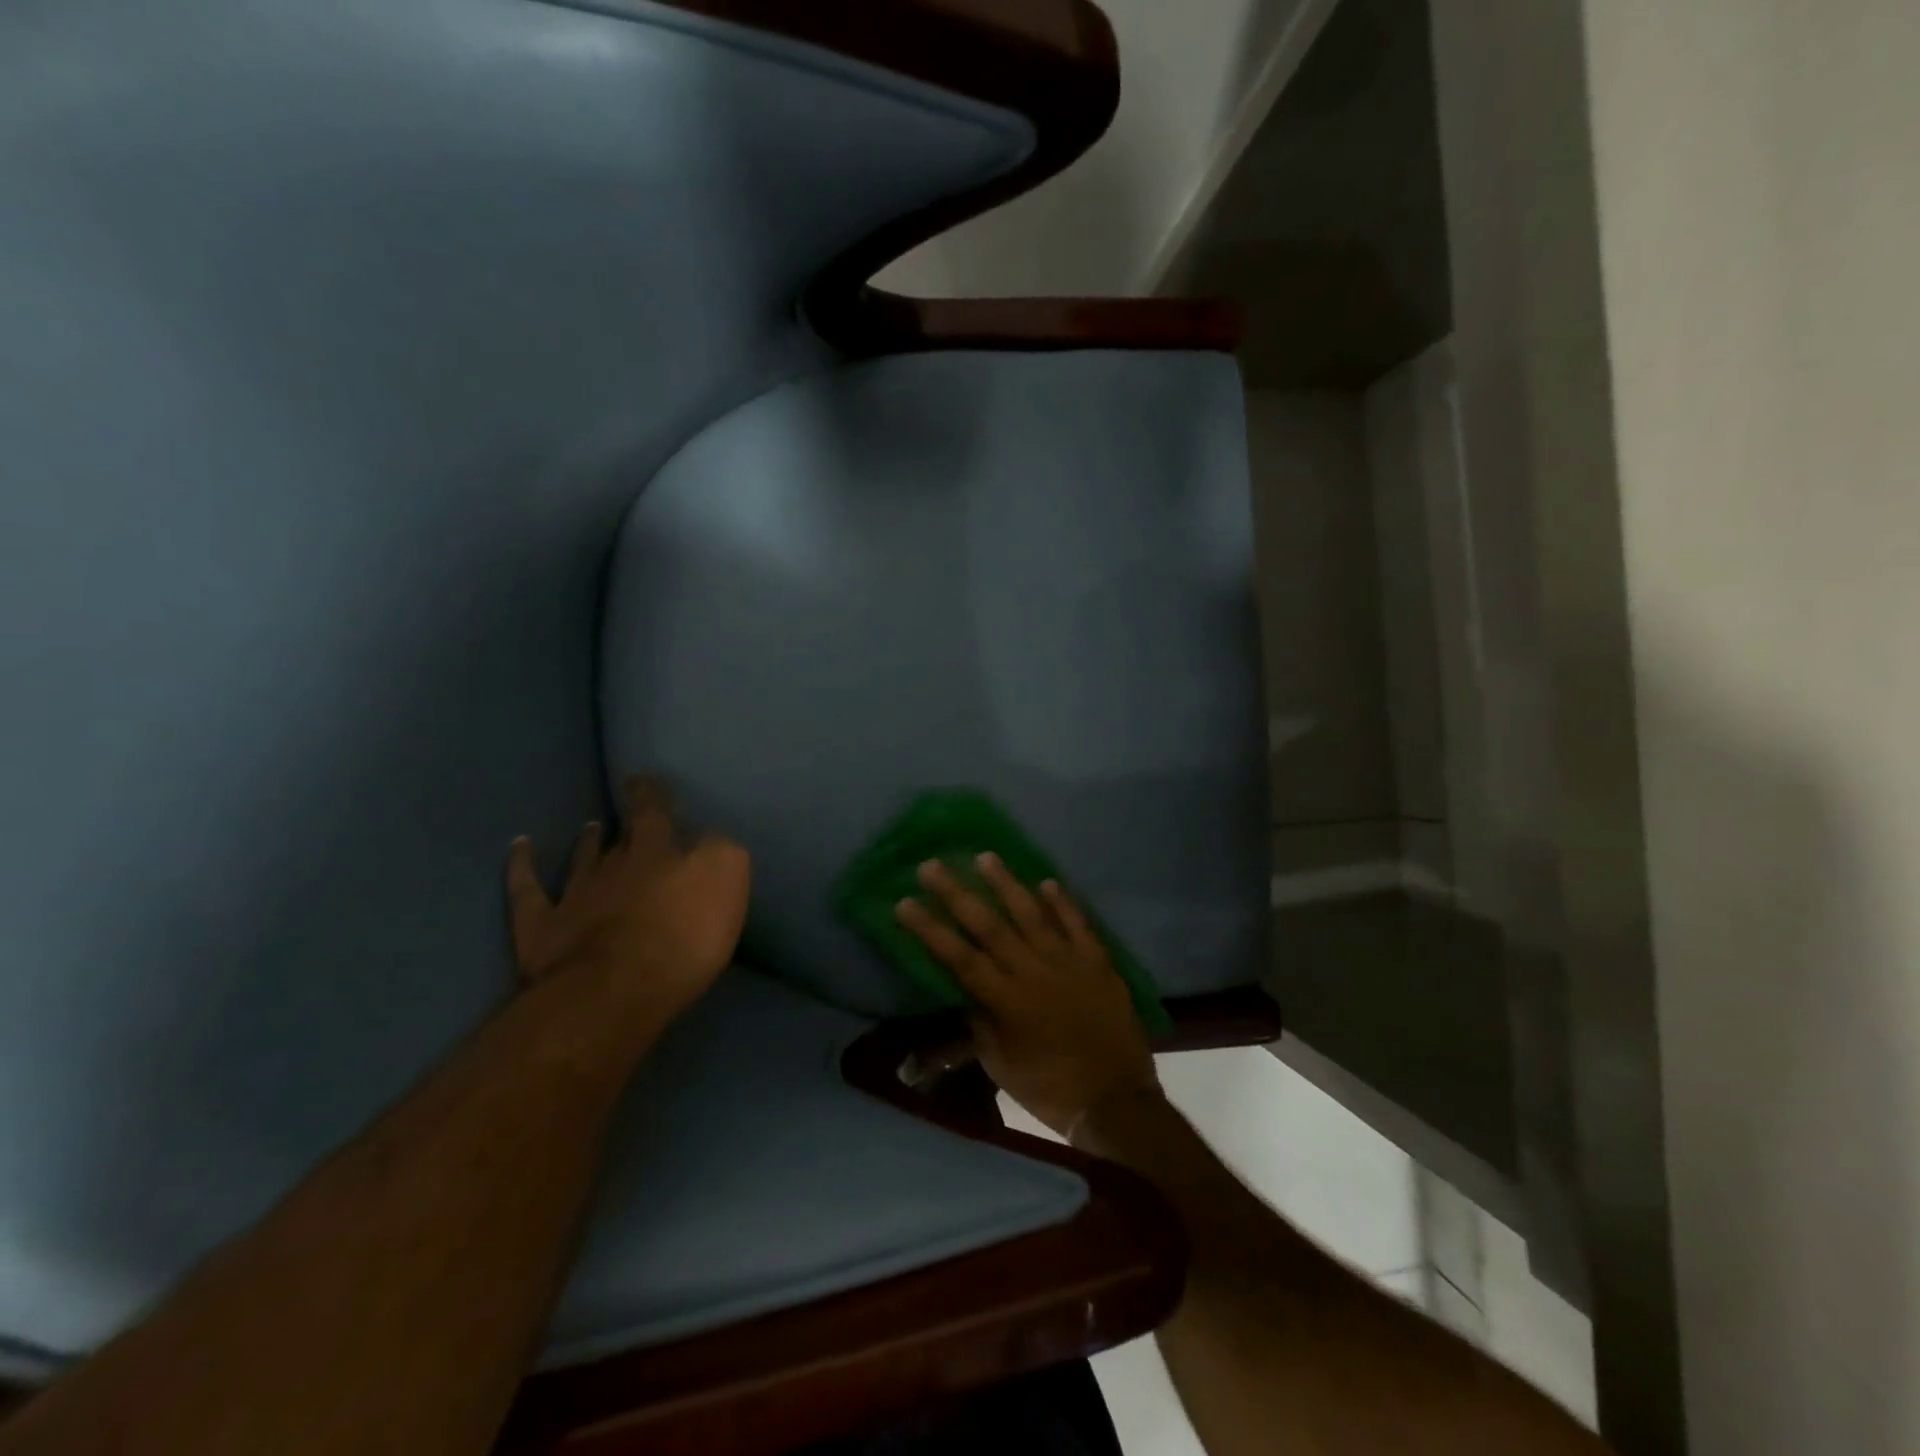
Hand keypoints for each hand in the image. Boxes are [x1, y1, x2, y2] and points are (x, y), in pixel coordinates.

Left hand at [507, 776, 749, 1030]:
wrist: (613, 992)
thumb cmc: (682, 939)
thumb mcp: (726, 882)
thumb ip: (719, 853)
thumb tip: (708, 843)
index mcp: (659, 854)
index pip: (656, 813)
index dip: (653, 795)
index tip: (647, 780)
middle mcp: (615, 866)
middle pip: (622, 837)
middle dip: (627, 819)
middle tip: (628, 802)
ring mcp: (574, 896)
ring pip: (581, 860)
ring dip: (587, 842)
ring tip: (590, 826)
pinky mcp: (541, 928)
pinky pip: (527, 889)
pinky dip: (522, 866)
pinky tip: (519, 848)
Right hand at [895, 856, 1159, 1138]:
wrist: (1116, 1100)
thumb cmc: (1050, 1089)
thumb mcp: (1001, 1066)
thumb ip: (980, 1025)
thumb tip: (967, 993)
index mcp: (1006, 1000)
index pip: (959, 957)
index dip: (930, 929)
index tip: (904, 902)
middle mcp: (1033, 971)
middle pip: (989, 926)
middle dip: (957, 894)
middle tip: (932, 865)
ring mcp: (1068, 962)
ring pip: (1032, 914)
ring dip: (1006, 884)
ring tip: (985, 856)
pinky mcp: (1098, 962)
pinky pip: (1078, 924)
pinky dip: (1063, 902)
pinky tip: (1047, 881)